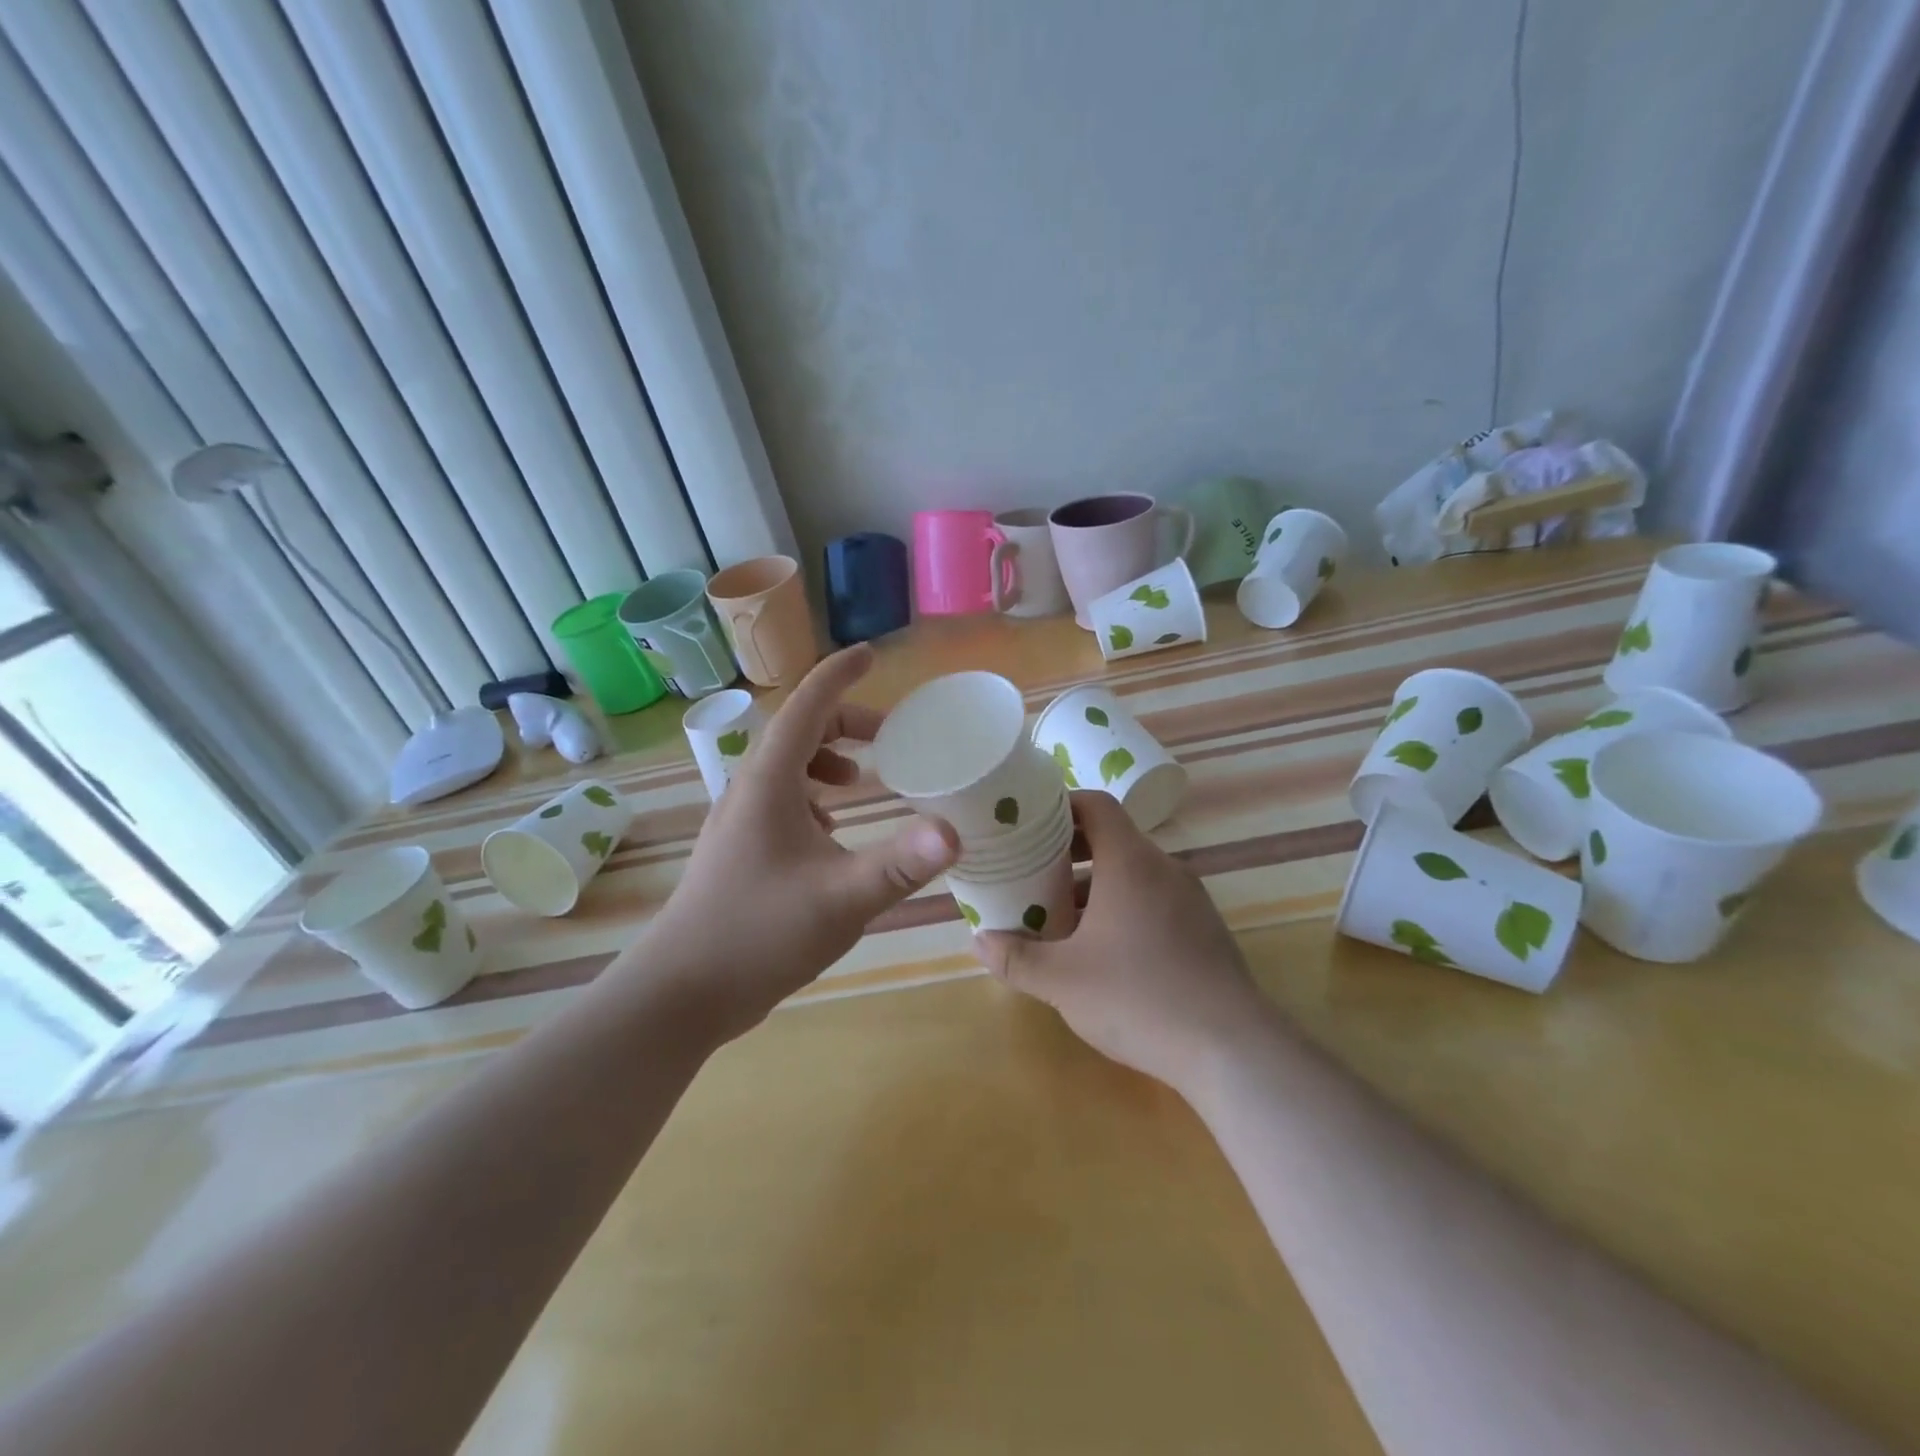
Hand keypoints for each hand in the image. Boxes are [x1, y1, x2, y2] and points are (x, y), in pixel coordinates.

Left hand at [640, 645, 958, 1042]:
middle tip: (890, 740)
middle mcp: (749, 790)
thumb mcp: (841, 898)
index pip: (806, 707)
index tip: (870, 655)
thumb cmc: (758, 933)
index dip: (839, 675)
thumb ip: (900, 864)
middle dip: (845, 725)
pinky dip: (812, 798)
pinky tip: (831, 833)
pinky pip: (780, 801)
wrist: (682, 991)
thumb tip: (955, 832)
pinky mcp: (739, 850)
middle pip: (798, 733)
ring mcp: (739, 821)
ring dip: (827, 762)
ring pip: (787, 769)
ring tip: (862, 783)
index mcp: (769, 783)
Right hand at [975, 791, 1266, 1096]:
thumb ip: (1016, 958)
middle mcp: (1165, 869)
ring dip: (1094, 886)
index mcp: (1131, 862)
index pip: (1097, 804)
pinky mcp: (1204, 930)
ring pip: (1133, 874)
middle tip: (1030, 871)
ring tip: (1058, 916)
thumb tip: (979, 941)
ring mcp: (1191, 899)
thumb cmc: (1138, 997)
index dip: (1061, 804)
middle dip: (1068, 851)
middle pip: (1112, 838)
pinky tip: (1102, 950)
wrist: (1231, 1049)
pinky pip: (1154, 900)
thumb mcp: (1062, 981)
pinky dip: (1122, 908)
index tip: (1028, 822)